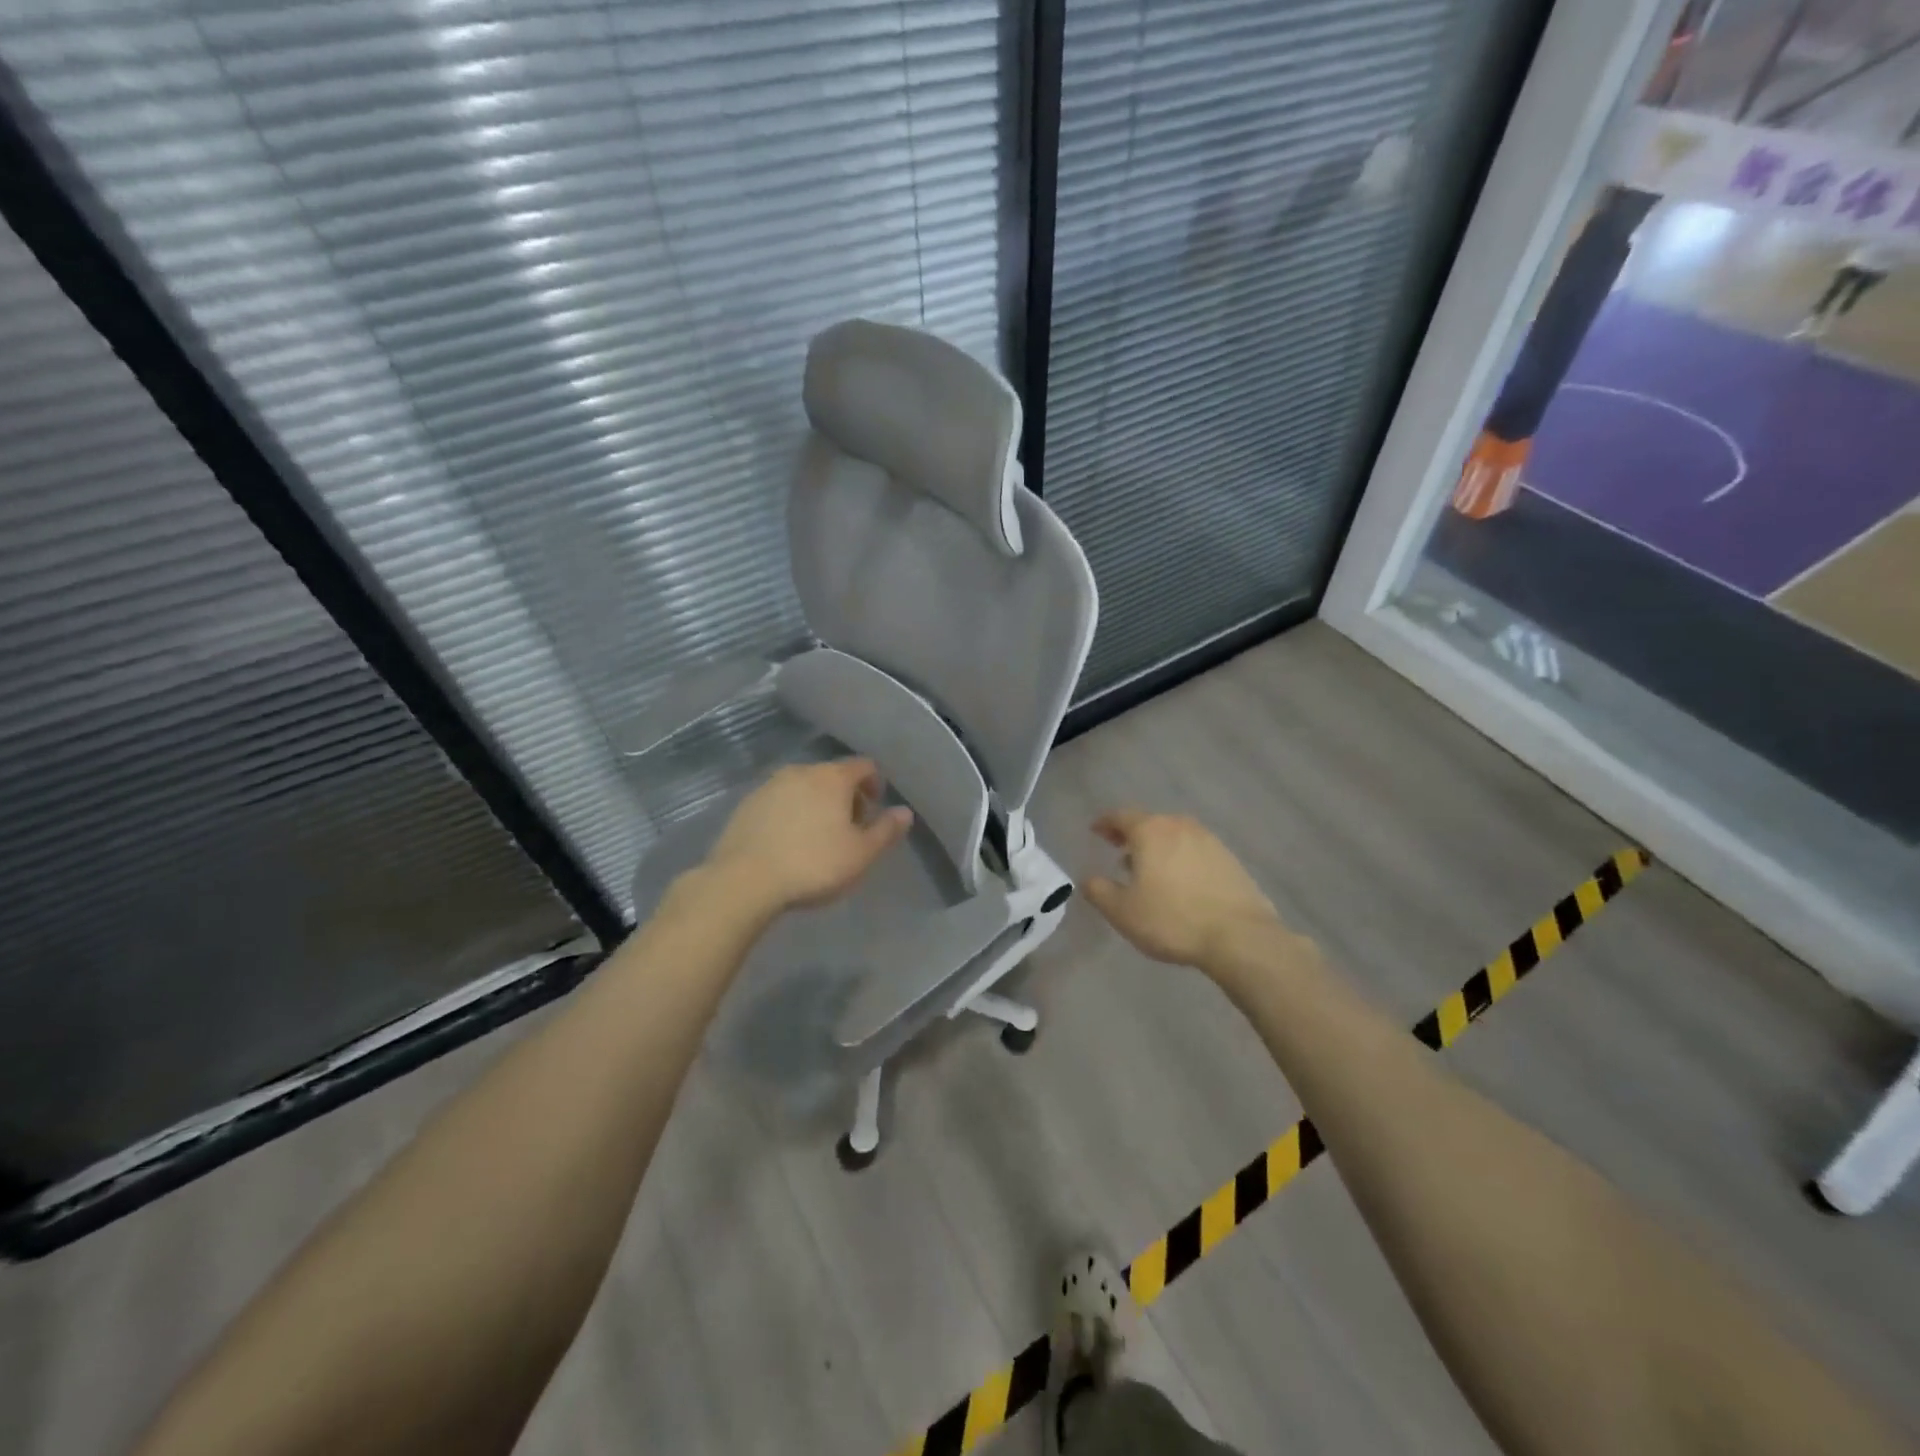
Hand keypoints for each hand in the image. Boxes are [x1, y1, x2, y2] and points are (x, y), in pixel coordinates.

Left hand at [704, 758, 913, 914]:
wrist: (744, 881)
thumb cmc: (814, 864)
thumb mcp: (861, 854)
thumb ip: (886, 830)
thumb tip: (905, 812)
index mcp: (833, 777)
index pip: (864, 766)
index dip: (875, 785)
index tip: (874, 812)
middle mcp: (801, 771)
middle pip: (833, 775)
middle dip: (846, 797)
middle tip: (849, 830)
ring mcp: (769, 785)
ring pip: (804, 787)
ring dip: (816, 804)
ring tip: (817, 838)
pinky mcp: (746, 804)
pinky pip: (779, 801)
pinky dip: (790, 813)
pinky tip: (788, 842)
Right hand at [1084, 810, 1280, 968]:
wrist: (1240, 937)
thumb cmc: (1172, 919)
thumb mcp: (1122, 912)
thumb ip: (1099, 891)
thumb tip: (1089, 879)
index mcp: (1151, 831)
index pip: (1121, 816)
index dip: (1105, 823)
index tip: (1095, 831)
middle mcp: (1180, 826)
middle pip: (1150, 823)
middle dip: (1132, 835)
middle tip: (1120, 851)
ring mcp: (1210, 841)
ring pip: (1175, 836)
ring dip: (1159, 847)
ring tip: (1150, 871)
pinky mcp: (1230, 860)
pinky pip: (1196, 851)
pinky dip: (1182, 859)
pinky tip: (1181, 883)